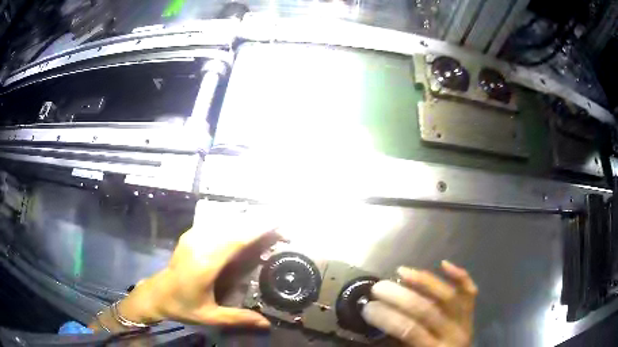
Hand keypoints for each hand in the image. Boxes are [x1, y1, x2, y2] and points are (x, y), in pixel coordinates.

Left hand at [116, 200, 279, 328]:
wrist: (157, 293)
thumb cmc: (183, 306)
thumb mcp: (210, 317)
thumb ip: (238, 319)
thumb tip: (267, 324)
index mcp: (205, 264)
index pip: (235, 241)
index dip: (258, 229)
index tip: (279, 223)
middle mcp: (200, 245)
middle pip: (233, 226)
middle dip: (259, 223)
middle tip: (282, 225)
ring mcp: (193, 236)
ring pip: (225, 221)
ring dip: (247, 220)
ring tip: (268, 224)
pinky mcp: (191, 234)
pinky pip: (215, 222)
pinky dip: (233, 221)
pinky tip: (244, 225)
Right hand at [362, 261, 476, 346]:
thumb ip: (397, 342)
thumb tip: (379, 320)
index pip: (409, 329)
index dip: (387, 317)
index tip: (367, 307)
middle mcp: (452, 334)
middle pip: (426, 310)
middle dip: (399, 296)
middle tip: (378, 287)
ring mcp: (464, 321)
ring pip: (447, 295)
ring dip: (424, 281)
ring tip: (402, 271)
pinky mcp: (471, 312)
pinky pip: (469, 291)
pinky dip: (459, 275)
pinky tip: (443, 263)